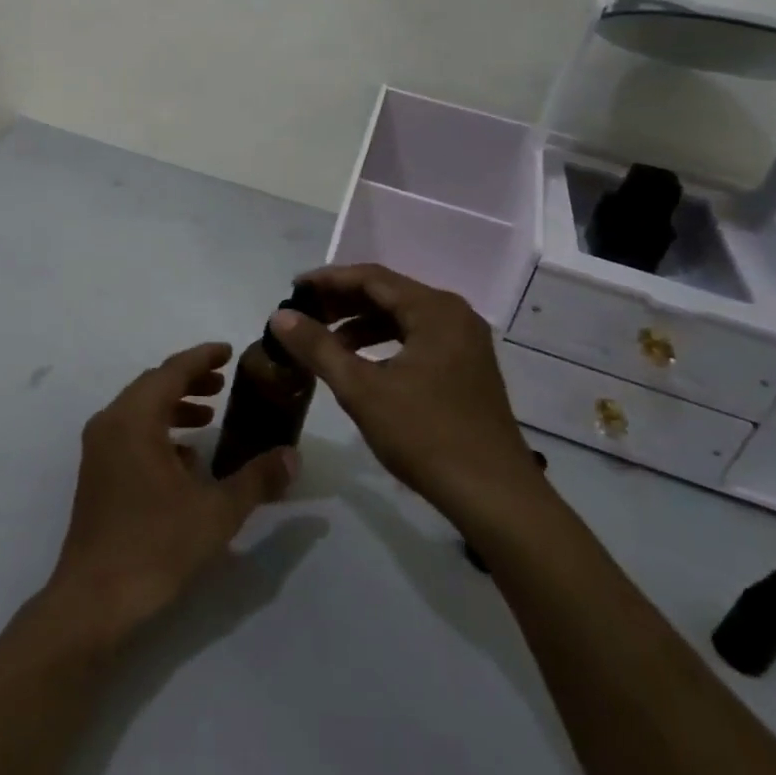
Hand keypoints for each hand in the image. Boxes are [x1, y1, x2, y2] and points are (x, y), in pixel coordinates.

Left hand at [43, 343, 297, 649]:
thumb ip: (256, 479)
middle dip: (189, 380)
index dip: (202, 357)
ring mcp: (99, 450)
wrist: (94, 602)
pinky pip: (131, 435)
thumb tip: (292, 455)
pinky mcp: (97, 475)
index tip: (229, 351)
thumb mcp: (216, 512)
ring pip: (140, 411)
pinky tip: (186, 461)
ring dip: (174, 407)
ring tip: (209, 417)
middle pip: (152, 386)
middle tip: (224, 383)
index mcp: (134, 419)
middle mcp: (111, 424)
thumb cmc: (155, 547)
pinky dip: (159, 433)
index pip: (171, 371)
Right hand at [268, 263, 545, 528]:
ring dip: (361, 324)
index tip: (292, 289)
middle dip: (343, 302)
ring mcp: (464, 342)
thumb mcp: (362, 390)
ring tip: (324, 341)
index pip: (371, 277)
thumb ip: (318, 348)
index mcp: (434, 310)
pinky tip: (360, 364)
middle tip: (303, 314)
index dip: (328, 280)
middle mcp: (454, 315)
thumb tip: (280, 317)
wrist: (495, 497)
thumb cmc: (426, 436)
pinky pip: (416, 339)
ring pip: (402, 318)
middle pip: (389, 293)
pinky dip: (384, 344)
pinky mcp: (466, 368)